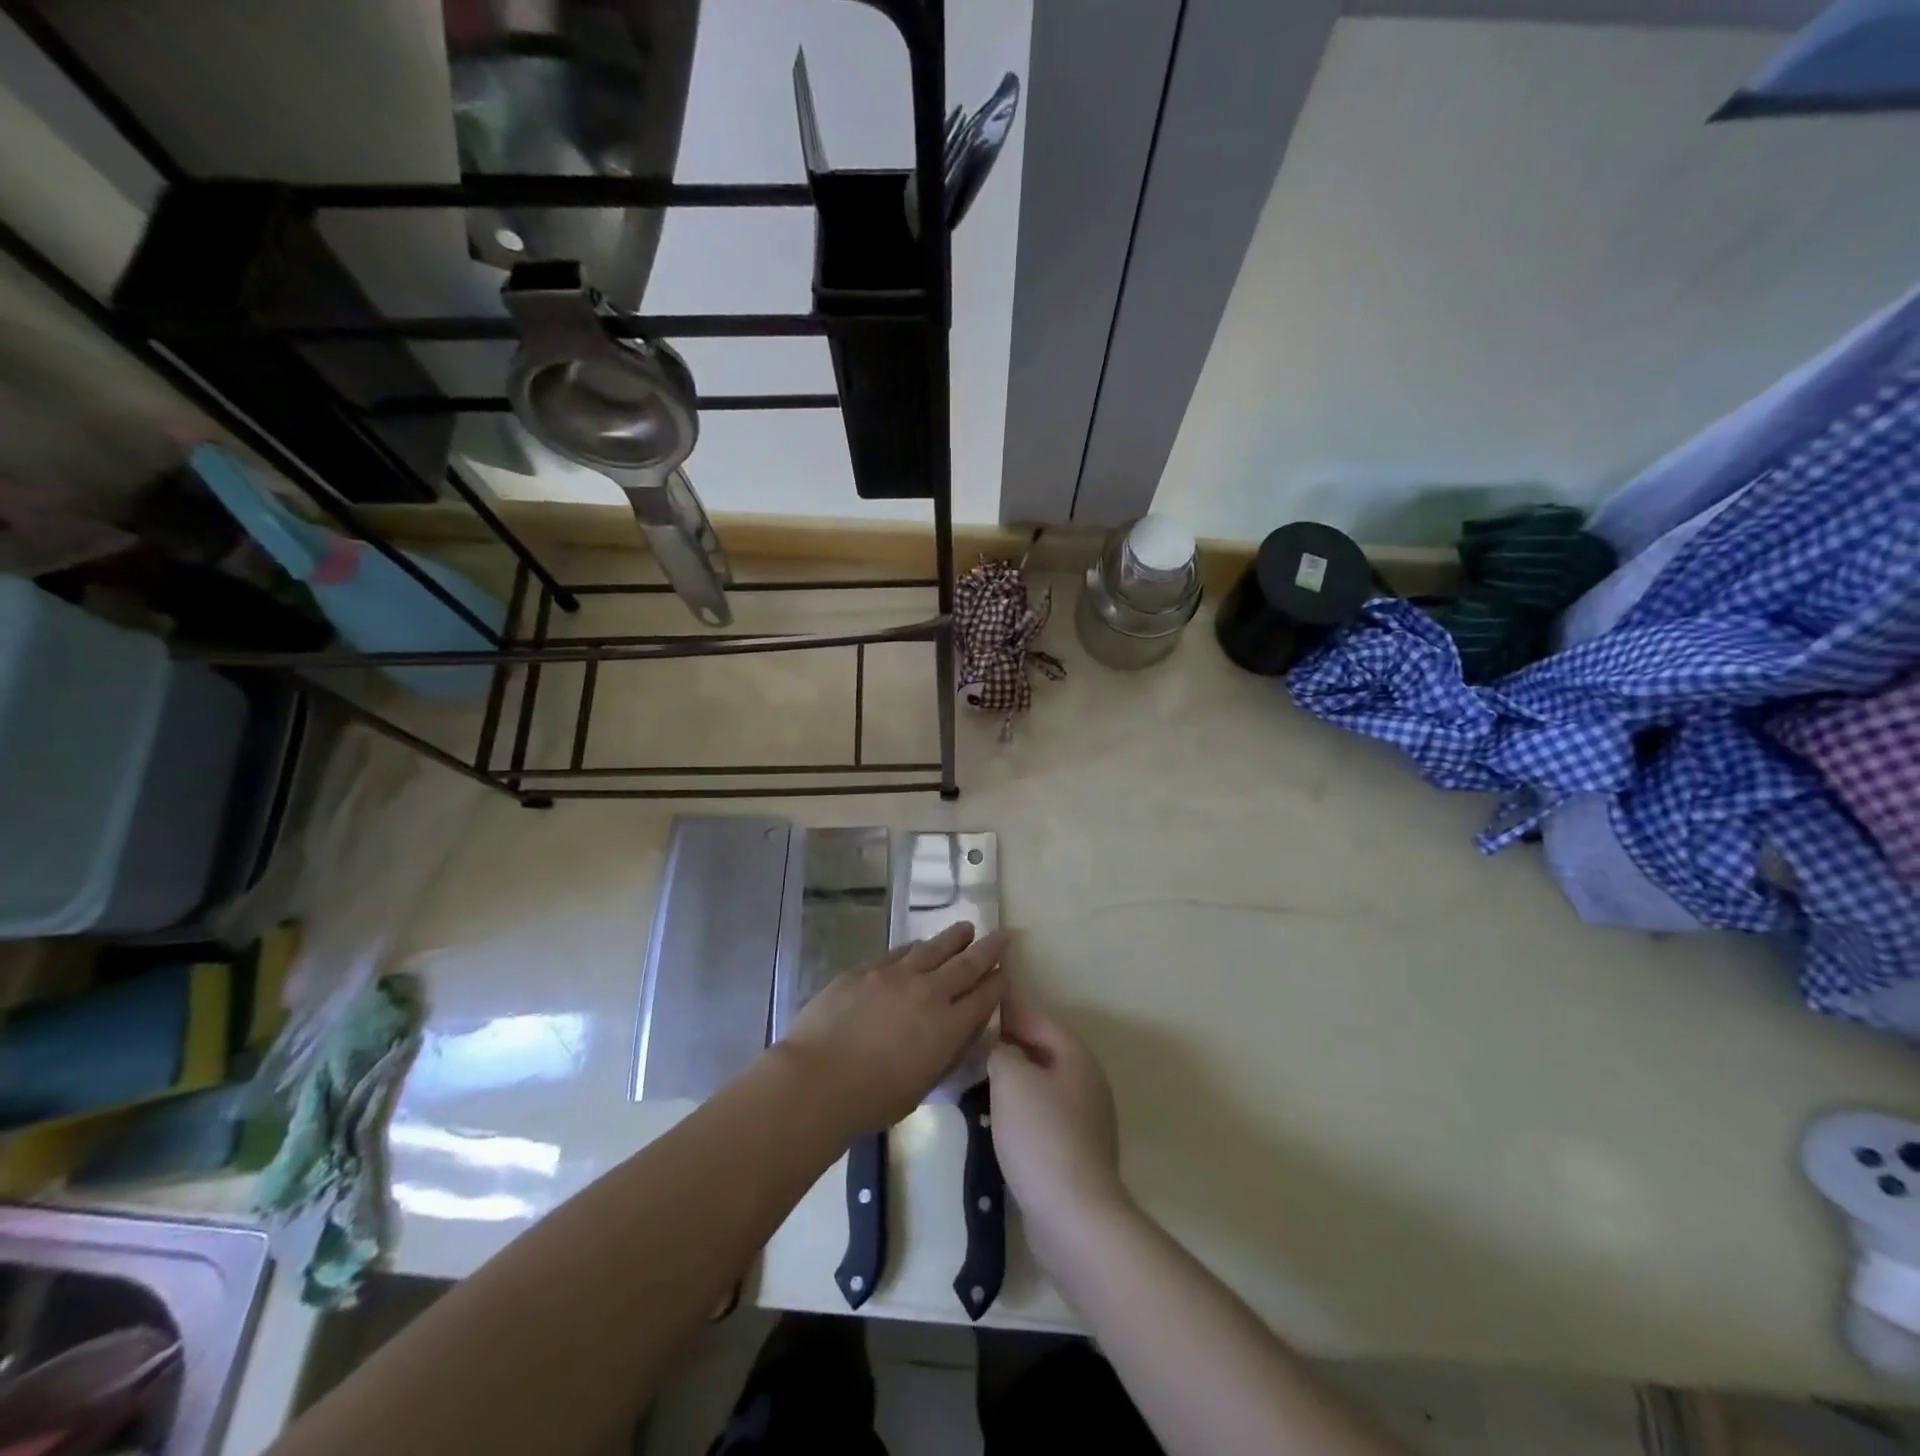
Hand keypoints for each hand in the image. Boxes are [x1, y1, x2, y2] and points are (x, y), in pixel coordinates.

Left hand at [777, 922, 1006, 1136]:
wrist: (817, 1078)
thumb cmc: (871, 1099)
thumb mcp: (922, 1086)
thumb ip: (944, 1054)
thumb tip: (957, 1032)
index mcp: (948, 1027)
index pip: (983, 998)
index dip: (998, 983)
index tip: (1006, 972)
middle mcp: (929, 993)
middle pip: (966, 964)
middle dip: (988, 949)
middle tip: (1002, 934)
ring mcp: (896, 975)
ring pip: (933, 948)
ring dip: (954, 938)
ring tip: (966, 928)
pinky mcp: (866, 970)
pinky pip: (899, 952)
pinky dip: (915, 948)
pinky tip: (918, 946)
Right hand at [989, 982, 1130, 1262]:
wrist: (1073, 1215)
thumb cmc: (1041, 1135)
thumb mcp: (1011, 1078)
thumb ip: (1000, 1050)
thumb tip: (999, 1048)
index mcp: (1075, 1054)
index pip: (1034, 1016)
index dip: (1004, 1006)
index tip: (974, 999)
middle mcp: (1085, 1079)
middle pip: (1039, 1048)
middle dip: (1005, 1043)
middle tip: (966, 1039)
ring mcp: (1083, 1116)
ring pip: (1038, 1082)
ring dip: (1010, 1078)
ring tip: (972, 1075)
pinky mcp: (1074, 1149)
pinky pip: (1040, 1113)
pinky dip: (1018, 1108)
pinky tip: (993, 1116)